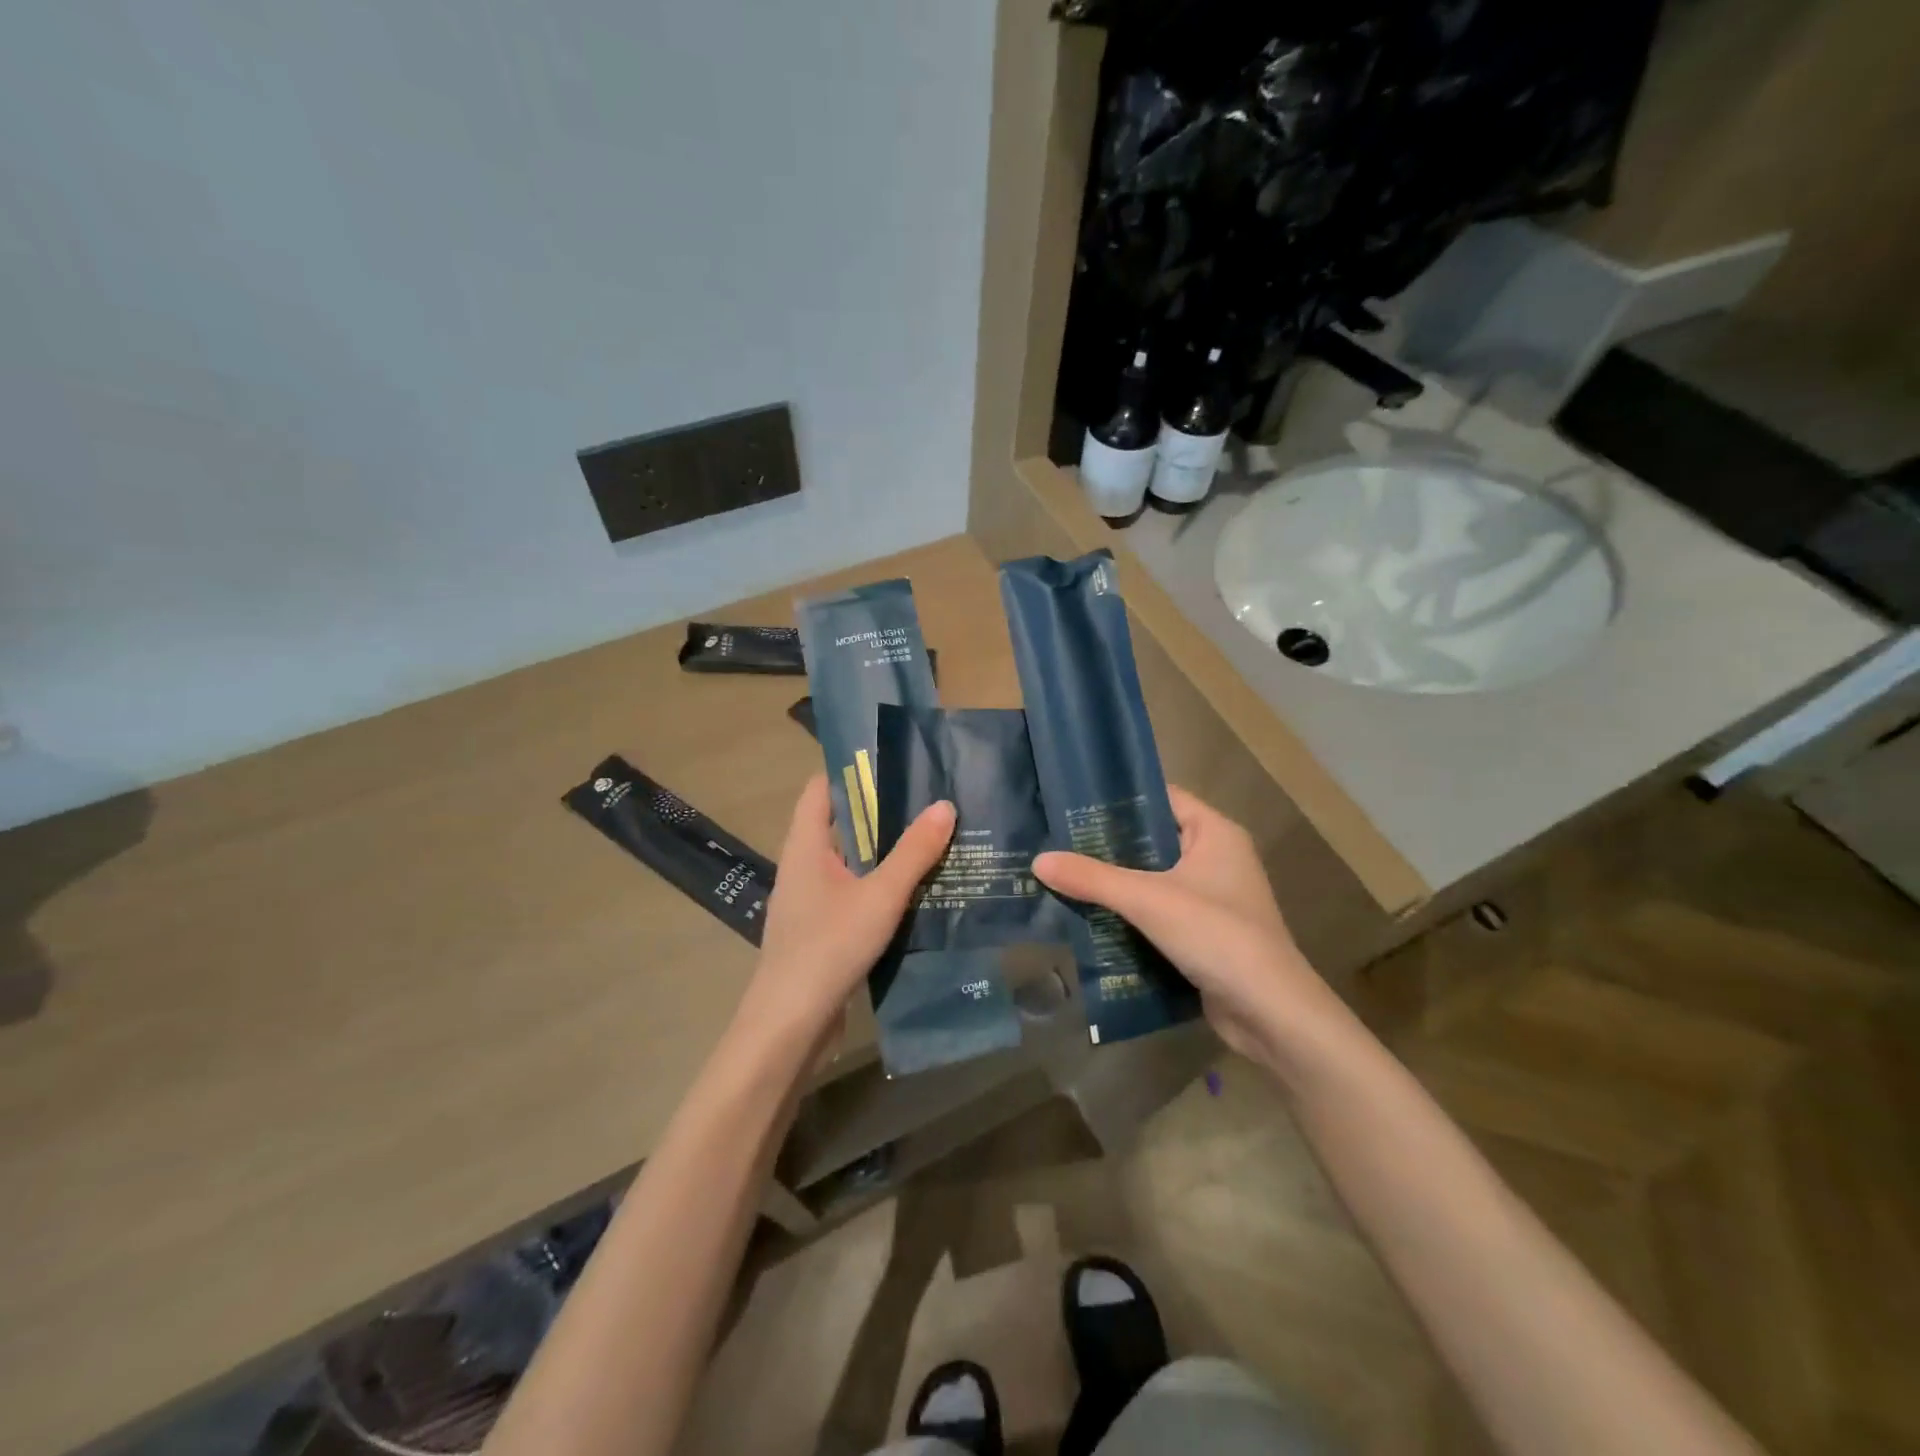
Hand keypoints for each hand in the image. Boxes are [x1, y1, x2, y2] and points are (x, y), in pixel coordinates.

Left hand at [735, 774, 954, 1053]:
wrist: (790, 1026)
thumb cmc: (829, 947)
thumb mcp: (880, 895)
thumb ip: (913, 852)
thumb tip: (944, 806)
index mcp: (805, 847)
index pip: (820, 790)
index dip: (851, 772)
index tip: (894, 765)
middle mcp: (802, 867)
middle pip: (839, 825)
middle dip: (880, 813)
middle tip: (927, 802)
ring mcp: (810, 902)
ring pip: (849, 863)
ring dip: (883, 853)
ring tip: (931, 841)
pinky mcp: (821, 931)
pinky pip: (853, 894)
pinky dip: (879, 887)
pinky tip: (915, 893)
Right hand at [1032, 786, 1339, 1069]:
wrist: (1271, 1014)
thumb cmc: (1217, 936)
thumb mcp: (1149, 900)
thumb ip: (1092, 879)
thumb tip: (1038, 861)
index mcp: (1215, 833)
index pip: (1161, 798)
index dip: (1120, 799)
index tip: (1072, 803)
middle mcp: (1217, 858)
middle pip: (1153, 840)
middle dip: (1108, 846)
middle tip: (1058, 843)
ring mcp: (1213, 898)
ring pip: (1154, 879)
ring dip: (1116, 884)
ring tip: (1065, 877)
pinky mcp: (1206, 933)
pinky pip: (1160, 912)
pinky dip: (1131, 914)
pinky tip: (1091, 917)